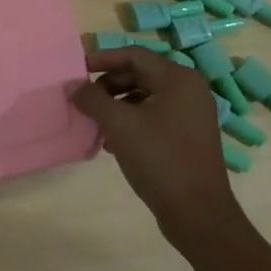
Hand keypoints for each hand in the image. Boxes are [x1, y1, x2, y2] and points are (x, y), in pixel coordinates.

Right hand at [74, 48, 239, 244]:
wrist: (198, 215)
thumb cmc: (160, 159)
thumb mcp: (119, 125)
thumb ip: (92, 99)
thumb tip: (72, 87)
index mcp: (178, 79)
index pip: (134, 55)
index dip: (102, 59)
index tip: (77, 69)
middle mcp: (189, 90)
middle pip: (140, 74)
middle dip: (108, 85)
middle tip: (84, 99)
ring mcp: (192, 115)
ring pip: (145, 97)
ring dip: (117, 106)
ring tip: (96, 123)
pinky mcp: (189, 137)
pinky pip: (154, 116)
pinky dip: (131, 122)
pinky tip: (113, 143)